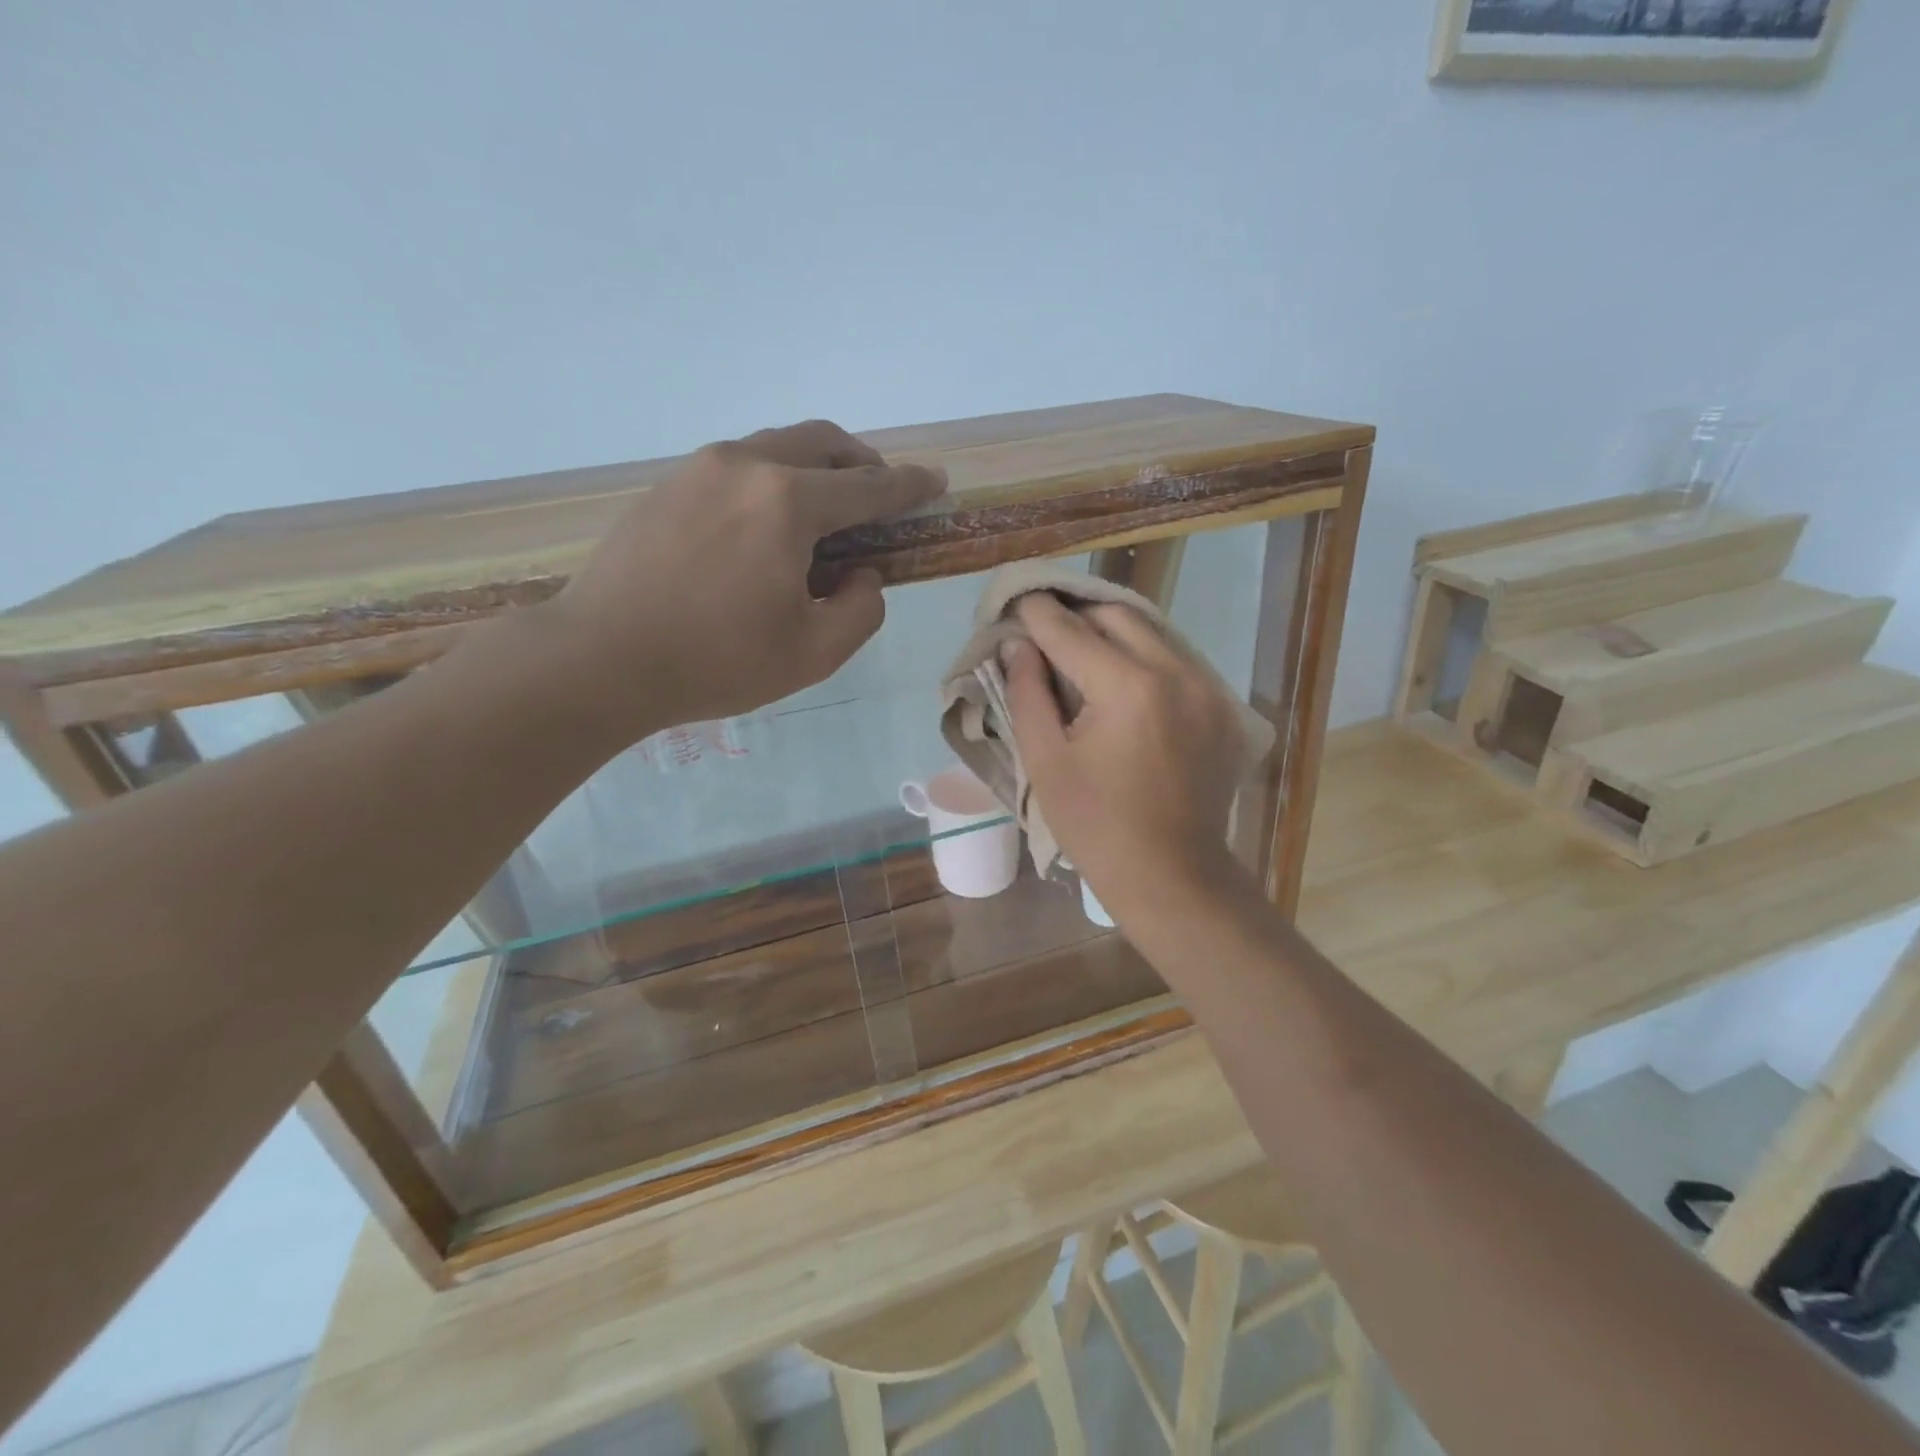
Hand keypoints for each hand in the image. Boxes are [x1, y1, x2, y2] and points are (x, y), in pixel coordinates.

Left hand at [539, 420, 944, 737]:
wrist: (599, 658)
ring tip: (825, 512)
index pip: (869, 486)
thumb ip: (861, 608)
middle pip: (823, 442)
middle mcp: (747, 465)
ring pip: (778, 446)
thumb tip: (862, 574)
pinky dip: (774, 479)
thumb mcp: (814, 653)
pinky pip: (740, 464)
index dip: (910, 486)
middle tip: (880, 495)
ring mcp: (700, 468)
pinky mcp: (668, 484)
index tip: (936, 483)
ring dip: (816, 468)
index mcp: (788, 503)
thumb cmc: (716, 661)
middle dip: (863, 463)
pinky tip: (767, 524)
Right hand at [1002, 594, 1247, 913]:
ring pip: (1154, 633)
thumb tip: (1017, 645)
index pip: (1071, 631)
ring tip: (1081, 649)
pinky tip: (1123, 680)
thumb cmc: (1096, 825)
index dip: (1037, 613)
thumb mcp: (1046, 761)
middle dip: (1078, 615)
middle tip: (1047, 629)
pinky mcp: (1224, 708)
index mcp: (1128, 687)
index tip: (1017, 599)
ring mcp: (1208, 688)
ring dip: (1114, 632)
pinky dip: (1146, 658)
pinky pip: (1179, 661)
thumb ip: (1027, 693)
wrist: (1172, 874)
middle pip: (1119, 616)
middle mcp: (1176, 672)